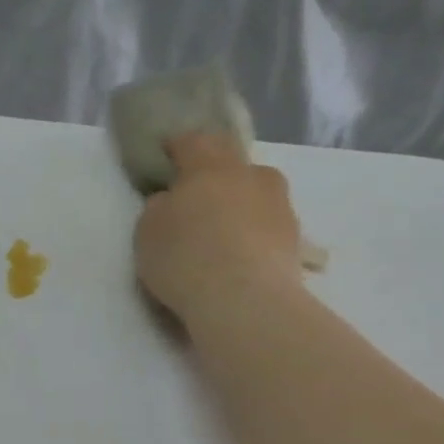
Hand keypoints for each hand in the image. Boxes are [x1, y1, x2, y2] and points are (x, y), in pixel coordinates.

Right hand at [134, 134, 304, 323]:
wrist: (246, 301)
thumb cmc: (186, 258)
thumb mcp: (148, 232)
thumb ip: (159, 208)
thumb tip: (171, 201)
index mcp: (209, 165)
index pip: (192, 142)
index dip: (177, 147)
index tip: (167, 155)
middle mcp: (250, 174)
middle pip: (231, 162)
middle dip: (214, 172)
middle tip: (197, 194)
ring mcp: (279, 204)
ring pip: (255, 192)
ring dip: (239, 203)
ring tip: (223, 231)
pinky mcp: (296, 238)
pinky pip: (268, 224)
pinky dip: (254, 233)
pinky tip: (241, 255)